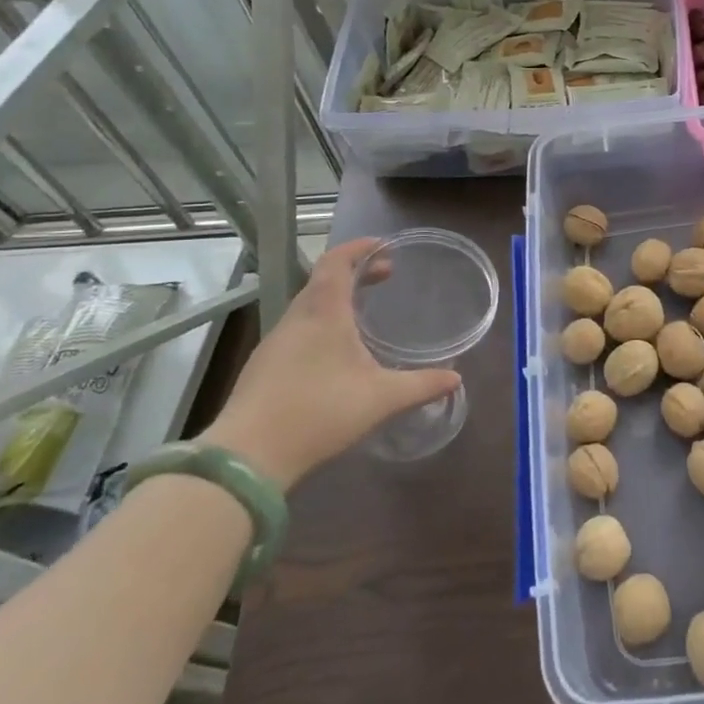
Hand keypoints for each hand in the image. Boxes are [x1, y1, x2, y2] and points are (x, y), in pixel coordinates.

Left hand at [202, 238, 459, 489]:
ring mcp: (275, 342)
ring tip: (364, 312)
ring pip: (309, 304)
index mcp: (324, 312)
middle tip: (386, 276)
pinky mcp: (263, 367)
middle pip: (323, 279)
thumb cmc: (319, 413)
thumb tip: (456, 379)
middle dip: (356, 272)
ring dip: (337, 297)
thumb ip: (421, 385)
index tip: (385, 246)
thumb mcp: (381, 399)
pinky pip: (298, 328)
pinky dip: (321, 322)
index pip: (337, 261)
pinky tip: (335, 351)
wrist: (247, 458)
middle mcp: (297, 318)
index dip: (359, 247)